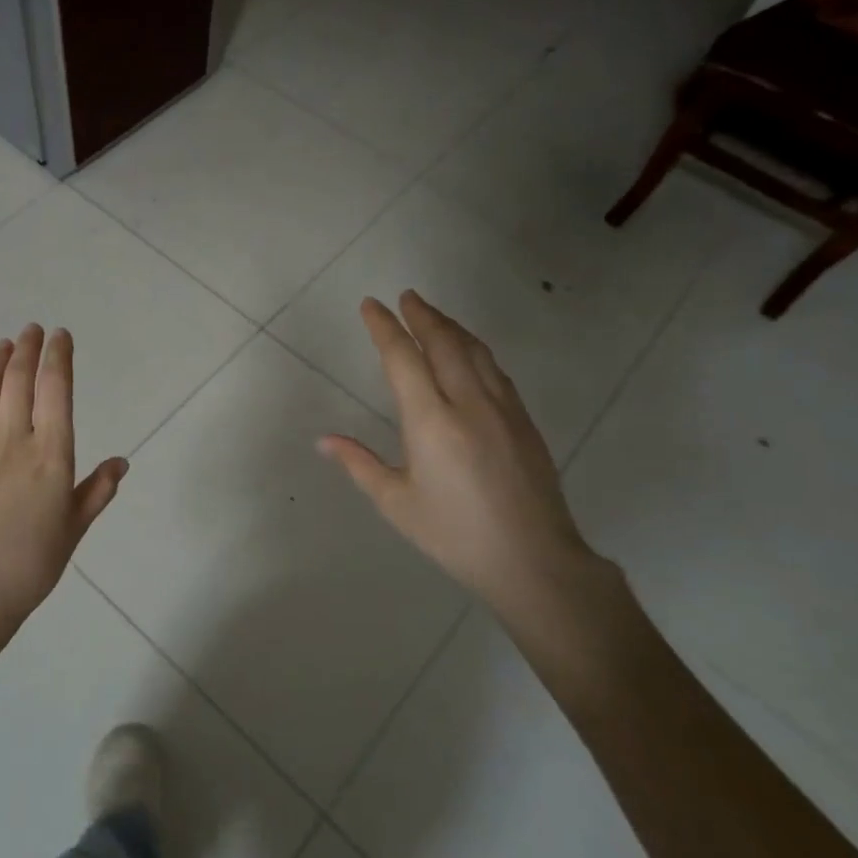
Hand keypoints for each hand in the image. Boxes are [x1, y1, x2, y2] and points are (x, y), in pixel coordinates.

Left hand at [0, 325, 126, 734]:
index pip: (56, 391)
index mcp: (50, 456)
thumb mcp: (74, 528)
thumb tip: (122, 462)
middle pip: (19, 382)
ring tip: (4, 344)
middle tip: (32, 330)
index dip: (58, 358)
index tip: (60, 337)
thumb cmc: (30, 564)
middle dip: (27, 349)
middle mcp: (13, 441)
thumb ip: (97, 491)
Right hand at [318, 291, 608, 620]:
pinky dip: (475, 349)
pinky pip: (495, 370)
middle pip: (443, 342)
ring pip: (475, 351)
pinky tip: (469, 352)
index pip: (403, 359)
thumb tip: (324, 440)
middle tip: (405, 297)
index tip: (371, 305)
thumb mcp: (397, 503)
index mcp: (431, 422)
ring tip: (432, 314)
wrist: (533, 560)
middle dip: (422, 315)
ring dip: (451, 326)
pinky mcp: (524, 421)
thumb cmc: (455, 535)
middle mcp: (468, 404)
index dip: (385, 328)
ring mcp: (502, 409)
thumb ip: (359, 464)